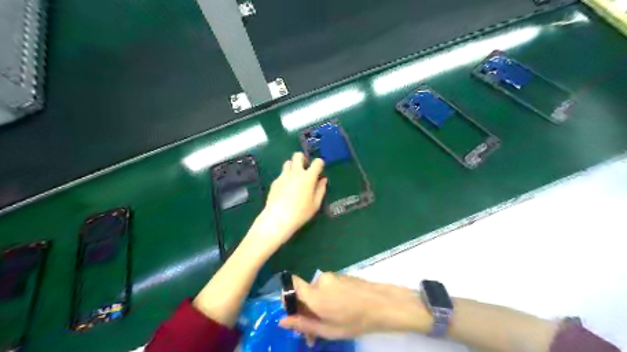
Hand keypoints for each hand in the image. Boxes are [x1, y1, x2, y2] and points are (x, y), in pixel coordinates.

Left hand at [246, 152, 328, 253]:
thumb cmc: (300, 213)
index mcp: (308, 177)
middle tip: (305, 169)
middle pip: (298, 155)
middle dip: (303, 158)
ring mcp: (283, 176)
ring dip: (293, 166)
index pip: (317, 162)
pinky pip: (282, 174)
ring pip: (288, 162)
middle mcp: (295, 172)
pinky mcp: (275, 181)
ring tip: (295, 177)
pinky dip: (286, 177)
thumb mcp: (315, 204)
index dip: (319, 164)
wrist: (278, 218)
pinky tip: (286, 189)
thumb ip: (321, 190)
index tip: (319, 170)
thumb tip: (323, 180)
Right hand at [277, 273, 430, 338]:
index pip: (292, 285)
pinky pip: (327, 287)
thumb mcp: (328, 329)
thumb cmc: (356, 320)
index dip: (288, 297)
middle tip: (313, 330)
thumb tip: (282, 321)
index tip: (294, 313)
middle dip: (306, 309)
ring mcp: (332, 276)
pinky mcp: (342, 276)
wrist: (383, 304)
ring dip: (318, 305)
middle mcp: (321, 280)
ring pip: (317, 291)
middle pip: (304, 292)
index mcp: (315, 293)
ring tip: (329, 323)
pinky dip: (328, 298)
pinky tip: (340, 311)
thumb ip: (304, 324)